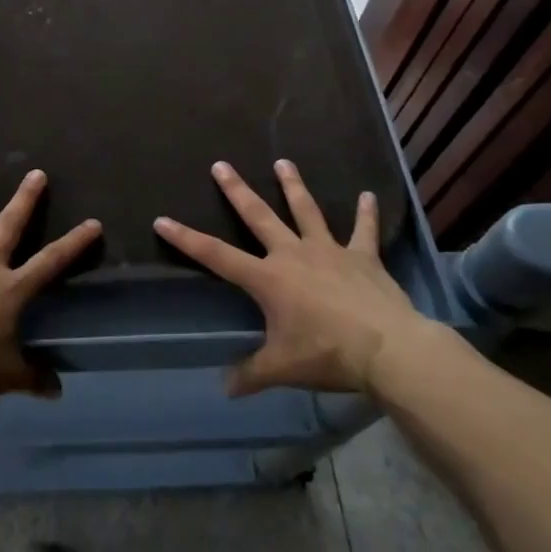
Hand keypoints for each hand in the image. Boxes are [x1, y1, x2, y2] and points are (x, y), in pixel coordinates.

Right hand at [154, 160, 433, 396]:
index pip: (216, 255)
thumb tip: (226, 390)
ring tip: (283, 162)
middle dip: (237, 190)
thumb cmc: (328, 354)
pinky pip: (363, 230)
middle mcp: (293, 254)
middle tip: (220, 164)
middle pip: (258, 216)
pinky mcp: (362, 257)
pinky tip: (369, 195)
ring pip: (306, 210)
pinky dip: (366, 213)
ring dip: (293, 185)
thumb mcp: (283, 368)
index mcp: (268, 278)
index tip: (162, 220)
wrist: (388, 349)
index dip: (186, 238)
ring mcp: (329, 250)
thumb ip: (251, 374)